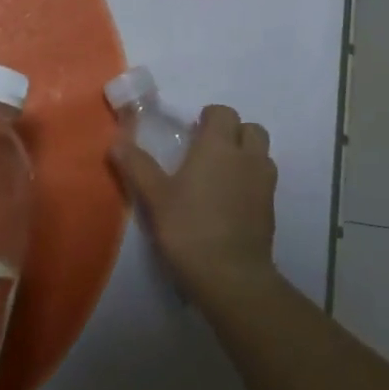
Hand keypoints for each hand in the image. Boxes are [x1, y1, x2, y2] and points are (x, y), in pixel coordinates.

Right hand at [110, 104, 278, 309]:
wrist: (231, 277)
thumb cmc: (189, 229)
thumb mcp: (155, 197)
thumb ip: (137, 165)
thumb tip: (116, 141)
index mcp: (218, 146)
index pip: (223, 112)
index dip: (208, 118)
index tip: (191, 134)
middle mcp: (247, 157)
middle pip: (250, 128)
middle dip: (232, 132)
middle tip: (208, 152)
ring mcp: (264, 183)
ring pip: (262, 153)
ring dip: (246, 155)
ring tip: (221, 175)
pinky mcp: (272, 209)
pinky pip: (265, 181)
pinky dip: (251, 181)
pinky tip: (231, 202)